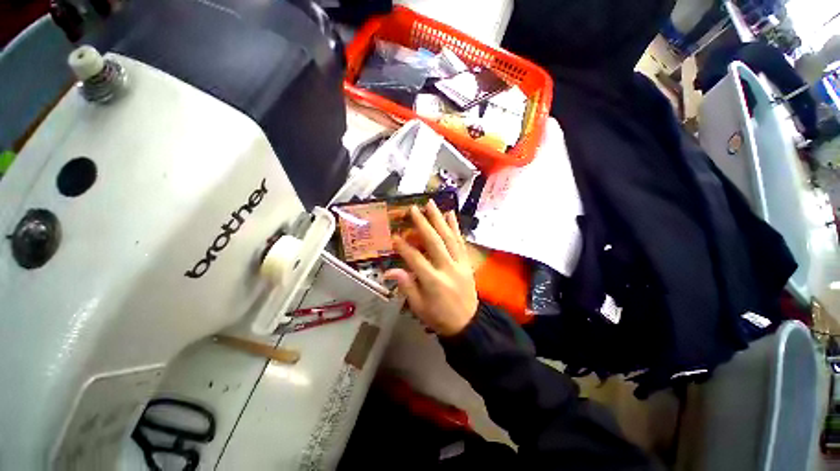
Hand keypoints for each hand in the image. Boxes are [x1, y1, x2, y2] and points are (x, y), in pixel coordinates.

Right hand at [384, 200, 478, 335]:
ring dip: (440, 219)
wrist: (468, 323)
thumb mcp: (419, 307)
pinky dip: (455, 227)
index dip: (404, 246)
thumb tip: (390, 271)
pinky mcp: (467, 262)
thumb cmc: (439, 317)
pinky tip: (451, 214)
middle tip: (414, 209)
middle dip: (423, 224)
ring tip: (432, 204)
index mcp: (434, 282)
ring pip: (449, 237)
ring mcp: (460, 263)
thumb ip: (406, 287)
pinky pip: (461, 242)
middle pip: (434, 242)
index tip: (394, 234)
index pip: (416, 259)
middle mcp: (448, 269)